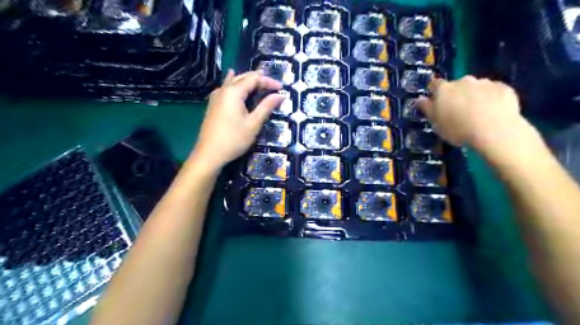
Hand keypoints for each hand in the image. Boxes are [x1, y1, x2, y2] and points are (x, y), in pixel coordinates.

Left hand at [193, 69, 284, 168]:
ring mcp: (216, 97)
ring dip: (247, 81)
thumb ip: (266, 106)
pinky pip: (226, 88)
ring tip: (259, 83)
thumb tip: (280, 95)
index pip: (254, 79)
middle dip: (259, 80)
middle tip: (273, 86)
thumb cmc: (234, 139)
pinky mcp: (213, 105)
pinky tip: (233, 80)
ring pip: (233, 81)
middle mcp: (223, 90)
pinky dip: (235, 84)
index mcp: (233, 91)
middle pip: (243, 77)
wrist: (210, 154)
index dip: (269, 81)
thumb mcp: (254, 123)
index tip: (282, 88)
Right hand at [418, 75, 533, 153]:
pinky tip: (493, 112)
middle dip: (457, 94)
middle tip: (458, 111)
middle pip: (457, 85)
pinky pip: (494, 91)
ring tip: (478, 113)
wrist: (494, 131)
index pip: (435, 84)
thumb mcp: (435, 122)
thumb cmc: (457, 128)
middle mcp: (464, 81)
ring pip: (476, 88)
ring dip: (474, 96)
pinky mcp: (504, 88)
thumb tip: (419, 99)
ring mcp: (485, 83)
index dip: (435, 92)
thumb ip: (426, 108)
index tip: (436, 102)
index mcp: (444, 89)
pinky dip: (492, 98)